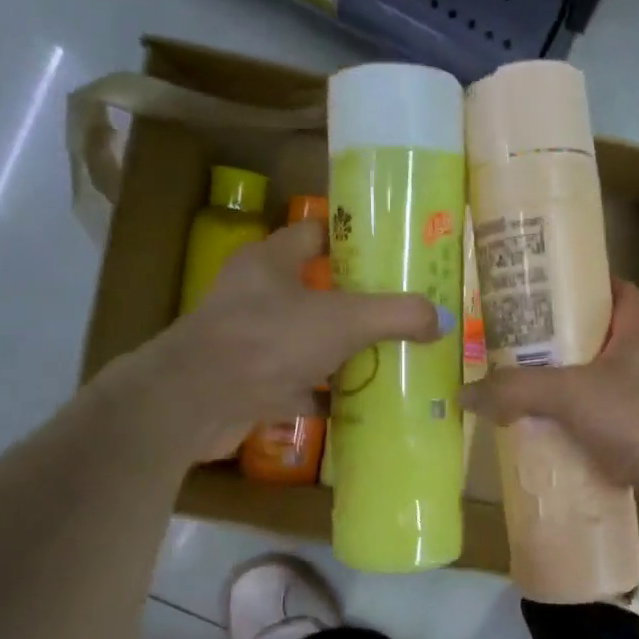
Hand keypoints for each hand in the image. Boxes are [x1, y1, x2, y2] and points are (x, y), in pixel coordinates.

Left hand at [102, 220, 441, 459]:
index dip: (352, 239)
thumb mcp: (344, 320)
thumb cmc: (269, 340)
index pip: (315, 234)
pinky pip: (299, 385)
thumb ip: (396, 314)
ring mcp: (251, 342)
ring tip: (392, 358)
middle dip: (358, 304)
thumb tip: (442, 318)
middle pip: (317, 291)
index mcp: (271, 262)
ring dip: (344, 352)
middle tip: (403, 313)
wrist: (196, 402)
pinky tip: (359, 405)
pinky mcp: (250, 383)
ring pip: (308, 341)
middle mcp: (257, 296)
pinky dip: (326, 395)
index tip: (391, 254)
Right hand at [463, 281, 638, 542]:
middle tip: (507, 347)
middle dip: (553, 344)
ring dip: (562, 391)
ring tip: (516, 393)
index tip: (531, 292)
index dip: (573, 284)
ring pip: (596, 385)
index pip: (608, 288)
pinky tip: (544, 438)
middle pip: (594, 338)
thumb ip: (517, 390)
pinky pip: (603, 424)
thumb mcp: (573, 395)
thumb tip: (464, 393)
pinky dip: (576, 429)